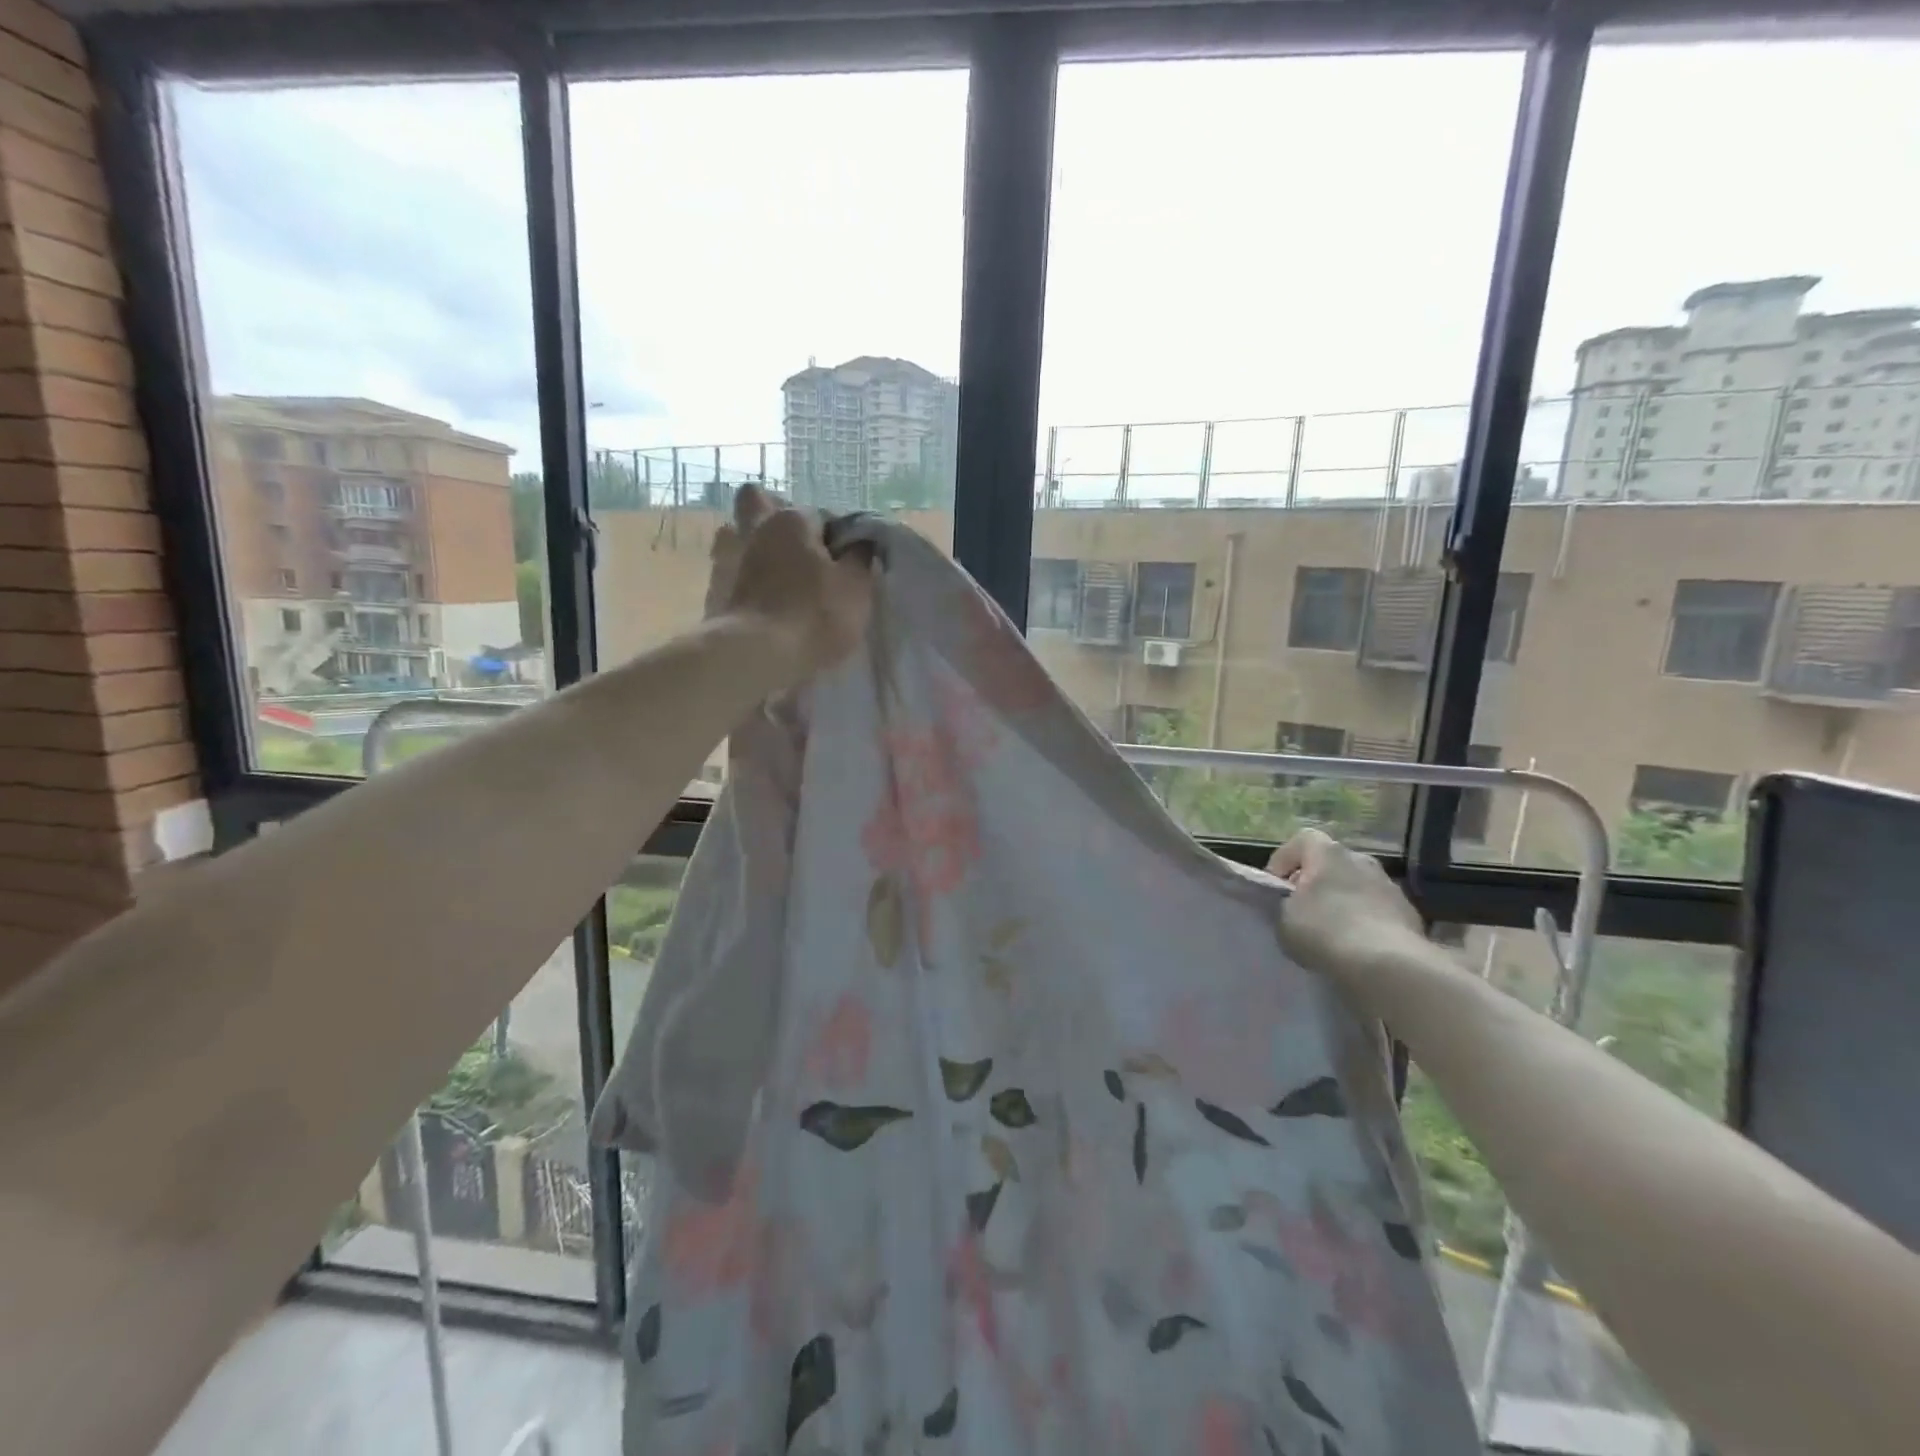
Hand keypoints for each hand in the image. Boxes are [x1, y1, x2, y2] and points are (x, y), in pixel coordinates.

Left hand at [707, 484, 872, 681]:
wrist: (754, 657)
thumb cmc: (813, 615)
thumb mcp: (856, 588)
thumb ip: (861, 558)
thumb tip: (861, 543)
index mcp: (791, 520)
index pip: (821, 514)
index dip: (836, 538)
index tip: (845, 564)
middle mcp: (755, 529)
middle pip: (757, 503)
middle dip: (775, 517)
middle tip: (797, 549)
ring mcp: (726, 558)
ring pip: (735, 535)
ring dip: (751, 546)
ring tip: (773, 574)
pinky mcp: (712, 590)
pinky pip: (727, 571)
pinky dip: (740, 579)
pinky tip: (756, 600)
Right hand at [1267, 828, 1426, 983]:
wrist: (1388, 964)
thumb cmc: (1325, 931)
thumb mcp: (1283, 919)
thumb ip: (1284, 904)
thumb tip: (1292, 906)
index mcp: (1328, 853)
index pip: (1302, 839)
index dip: (1284, 860)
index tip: (1276, 887)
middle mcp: (1361, 860)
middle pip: (1331, 863)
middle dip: (1315, 882)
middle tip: (1302, 909)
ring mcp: (1390, 885)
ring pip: (1356, 886)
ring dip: (1342, 901)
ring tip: (1331, 932)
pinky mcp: (1410, 913)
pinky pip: (1377, 910)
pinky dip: (1365, 921)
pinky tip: (1357, 946)